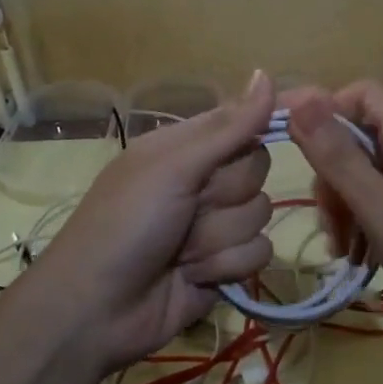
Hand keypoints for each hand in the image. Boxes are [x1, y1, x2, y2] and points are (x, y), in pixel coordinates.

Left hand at [22, 72, 276, 375]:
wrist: (98, 309)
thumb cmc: (126, 224)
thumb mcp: (173, 166)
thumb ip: (228, 128)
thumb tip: (267, 73)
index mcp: (186, 148)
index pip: (242, 125)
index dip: (255, 132)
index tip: (285, 127)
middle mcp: (203, 181)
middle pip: (257, 171)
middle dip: (225, 196)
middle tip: (188, 209)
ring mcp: (215, 225)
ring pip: (260, 216)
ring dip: (219, 238)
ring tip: (181, 251)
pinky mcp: (225, 265)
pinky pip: (258, 254)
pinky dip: (224, 267)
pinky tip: (192, 276)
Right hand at [285, 81, 382, 342]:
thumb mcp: (380, 206)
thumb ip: (336, 154)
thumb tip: (298, 98)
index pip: (360, 93)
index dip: (323, 111)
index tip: (292, 149)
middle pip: (364, 137)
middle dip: (335, 176)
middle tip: (329, 227)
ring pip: (377, 170)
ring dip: (351, 204)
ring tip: (344, 252)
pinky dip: (375, 216)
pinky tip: (366, 254)